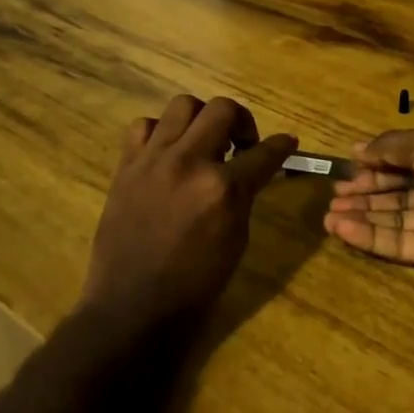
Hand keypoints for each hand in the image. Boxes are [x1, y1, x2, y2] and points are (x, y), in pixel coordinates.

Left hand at [79, 95, 296, 335]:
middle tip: (241, 143)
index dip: (281, 145)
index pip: (264, 153)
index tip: (287, 142)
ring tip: (202, 141)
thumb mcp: (236, 240)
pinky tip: (167, 152)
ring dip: (201, 118)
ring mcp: (153, 160)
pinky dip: (160, 132)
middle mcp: (189, 163)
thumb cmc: (195, 285)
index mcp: (223, 189)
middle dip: (242, 121)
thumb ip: (243, 196)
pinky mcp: (126, 166)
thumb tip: (251, 171)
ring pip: (182, 105)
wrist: (133, 307)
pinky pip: (144, 126)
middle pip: (222, 109)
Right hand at [324, 127, 413, 297]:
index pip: (405, 159)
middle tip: (334, 194)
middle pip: (396, 190)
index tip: (347, 165)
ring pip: (392, 218)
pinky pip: (395, 243)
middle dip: (365, 190)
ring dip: (360, 214)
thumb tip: (358, 148)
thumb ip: (392, 146)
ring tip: (327, 215)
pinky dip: (367, 236)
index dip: (377, 162)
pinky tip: (340, 229)